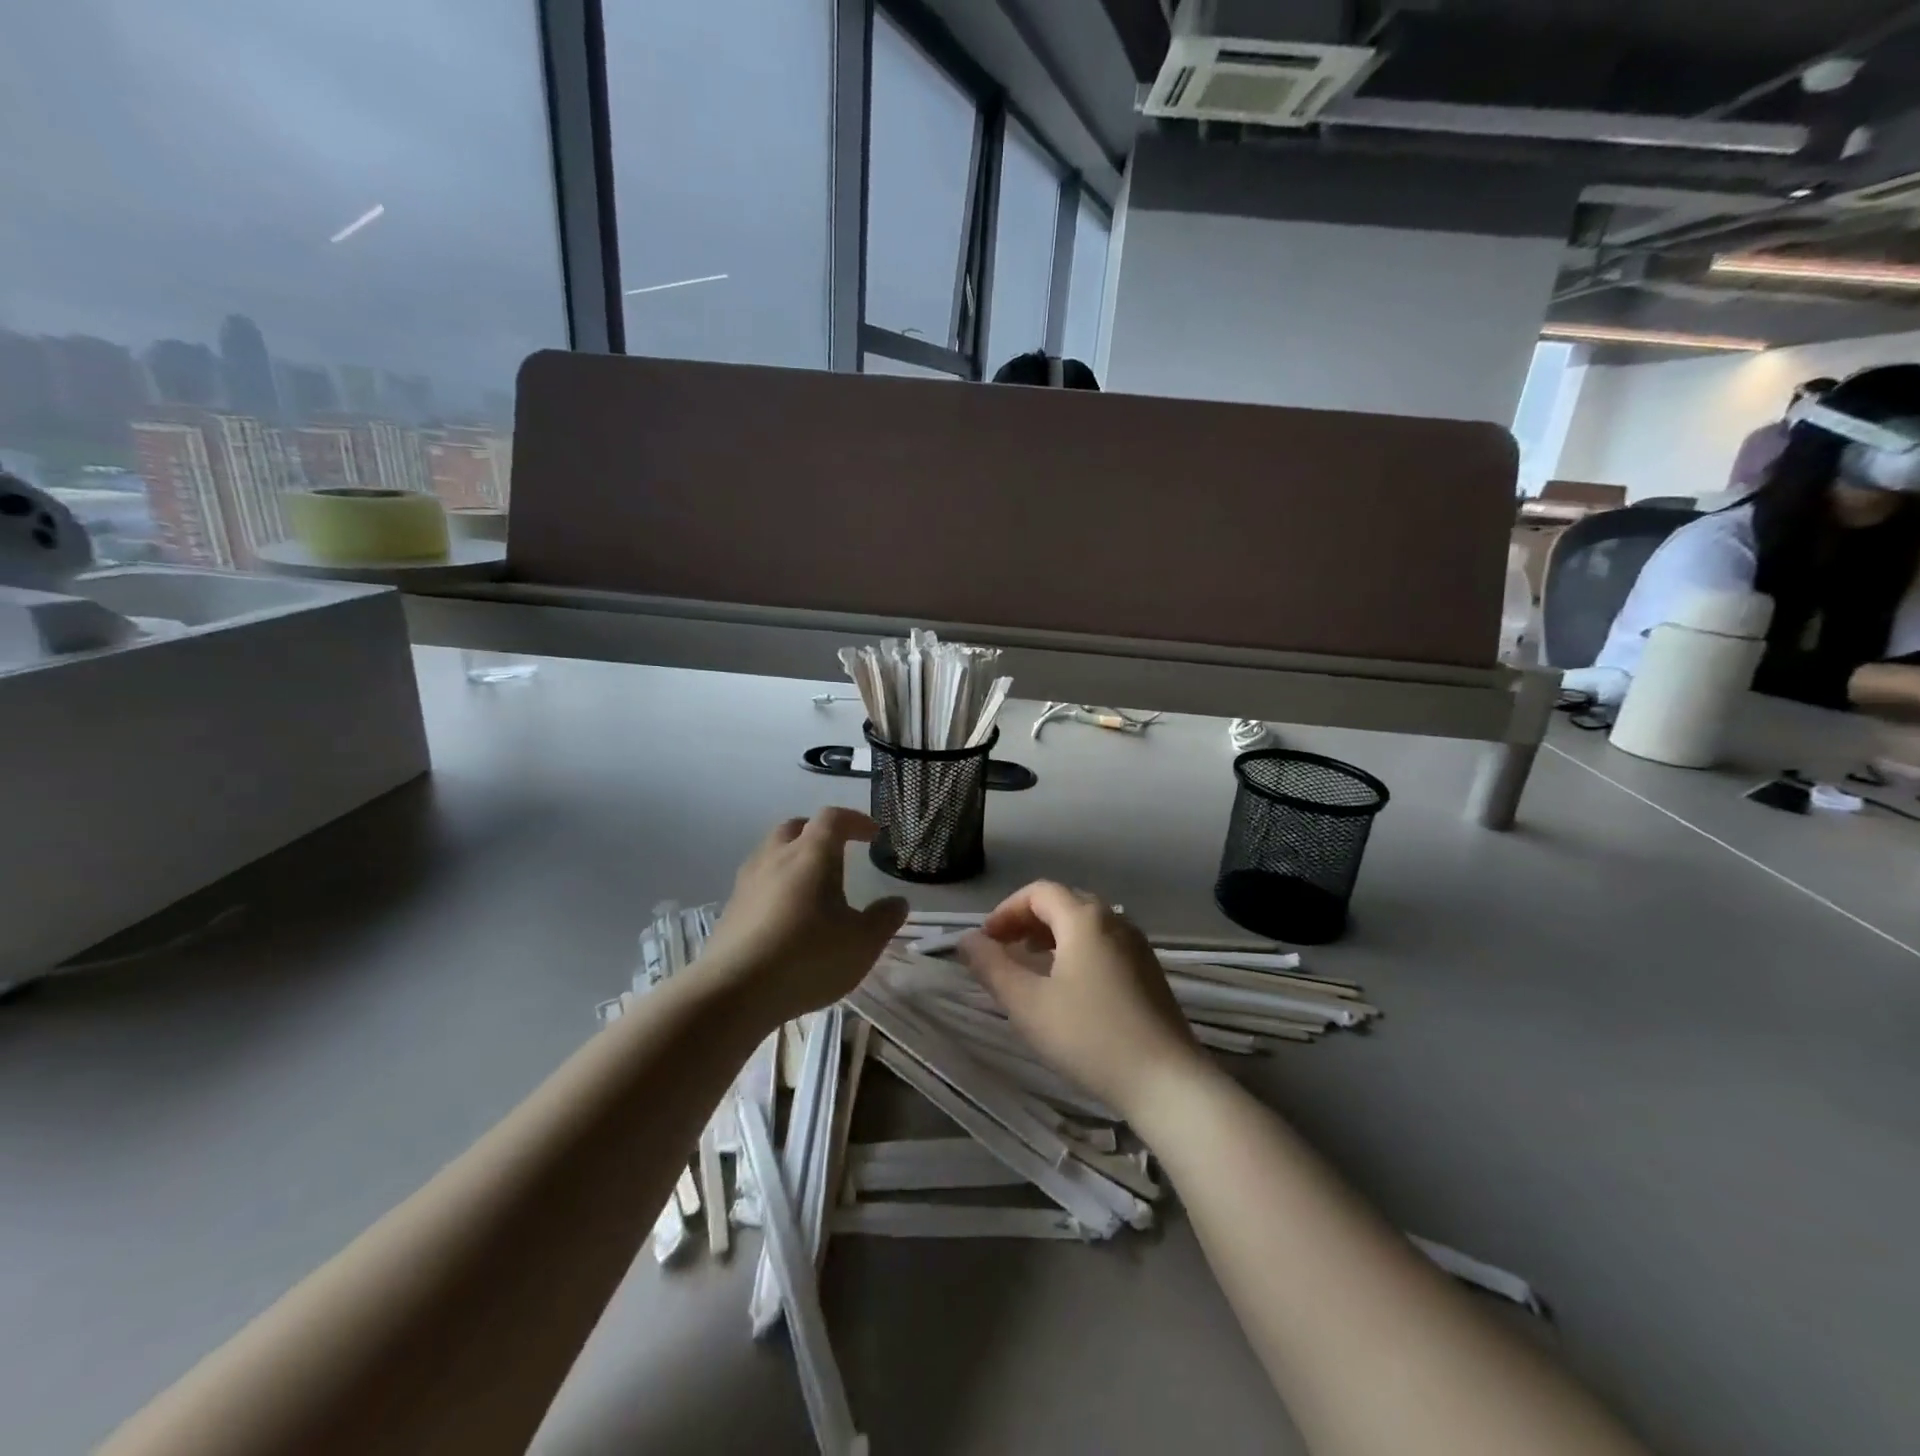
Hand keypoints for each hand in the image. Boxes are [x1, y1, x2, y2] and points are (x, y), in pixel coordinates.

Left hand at [697, 808, 908, 1026]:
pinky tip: (785, 916)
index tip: (873, 834)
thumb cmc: (808, 958)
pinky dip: (775, 886)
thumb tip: (897, 902)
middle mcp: (776, 857)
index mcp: (811, 854)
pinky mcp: (730, 910)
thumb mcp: (862, 943)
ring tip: (811, 885)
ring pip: (771, 853)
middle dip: (818, 833)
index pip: (833, 818)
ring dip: (793, 858)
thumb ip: (884, 919)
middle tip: (838, 851)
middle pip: (796, 828)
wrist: (734, 992)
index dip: (855, 820)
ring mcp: (747, 882)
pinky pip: (757, 883)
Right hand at [956, 881, 1205, 1118]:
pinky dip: (1077, 949)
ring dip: (1052, 934)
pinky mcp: (1149, 971)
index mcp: (1085, 919)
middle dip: (1028, 920)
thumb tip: (966, 940)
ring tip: (1031, 964)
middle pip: (1064, 902)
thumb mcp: (1027, 1004)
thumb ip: (992, 967)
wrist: (1167, 1081)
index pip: (1039, 892)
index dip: (1006, 910)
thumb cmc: (1089, 1037)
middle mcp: (1114, 920)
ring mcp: (1137, 945)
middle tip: (1003, 949)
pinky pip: (1104, 943)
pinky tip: (1068, 985)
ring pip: (1086, 923)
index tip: (986, 940)